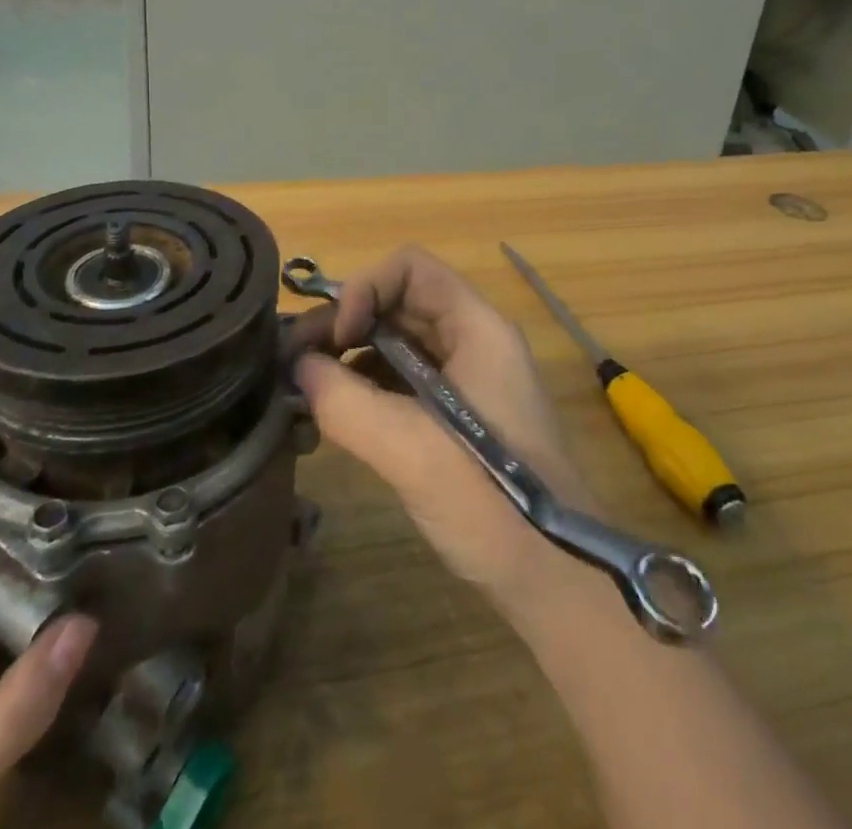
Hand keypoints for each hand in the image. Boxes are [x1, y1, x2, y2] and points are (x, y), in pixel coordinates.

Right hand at [290, 247, 600, 614]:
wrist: (557, 582)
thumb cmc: (492, 504)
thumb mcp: (411, 449)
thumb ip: (347, 402)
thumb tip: (298, 368)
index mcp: (477, 328)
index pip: (411, 269)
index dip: (365, 289)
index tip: (336, 338)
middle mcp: (473, 341)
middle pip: (399, 303)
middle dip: (344, 323)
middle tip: (294, 361)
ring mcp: (468, 379)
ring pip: (398, 342)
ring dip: (350, 356)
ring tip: (306, 387)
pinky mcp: (457, 416)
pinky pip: (403, 379)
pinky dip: (366, 386)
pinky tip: (336, 413)